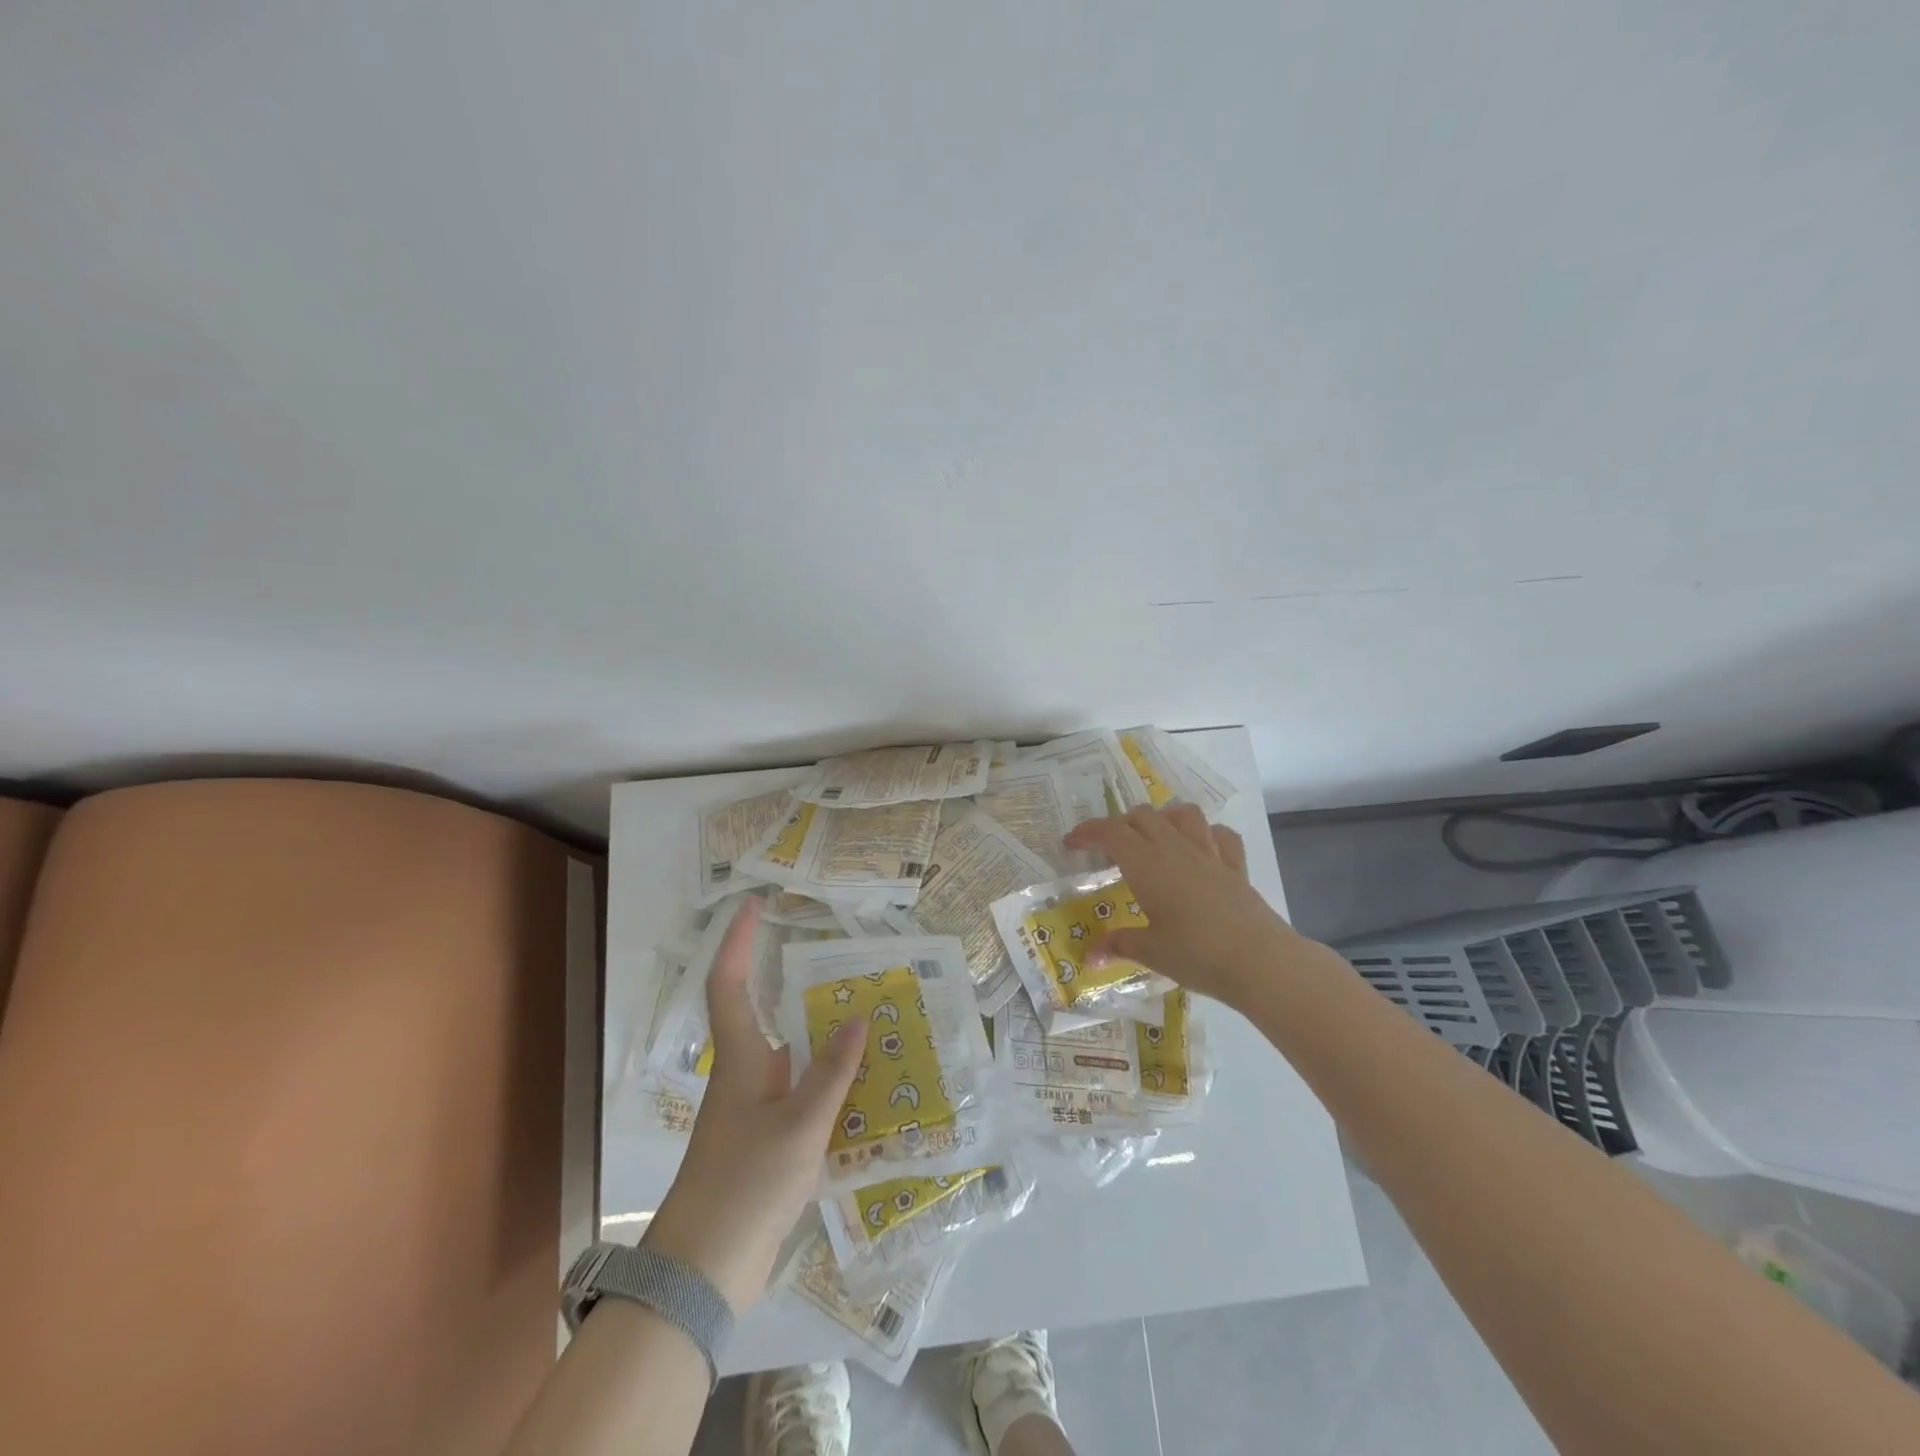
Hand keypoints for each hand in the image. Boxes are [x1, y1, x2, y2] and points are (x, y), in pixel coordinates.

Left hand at [642, 897, 865, 1310]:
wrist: (703, 1273)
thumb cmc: (745, 1183)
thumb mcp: (799, 1125)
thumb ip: (831, 1073)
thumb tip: (858, 1019)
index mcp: (741, 1059)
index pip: (729, 985)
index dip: (736, 942)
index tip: (752, 905)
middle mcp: (745, 1076)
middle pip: (770, 1016)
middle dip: (804, 988)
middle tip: (850, 969)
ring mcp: (755, 1112)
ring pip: (794, 1060)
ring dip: (827, 1042)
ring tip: (875, 1026)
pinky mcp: (766, 1145)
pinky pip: (803, 1098)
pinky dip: (832, 1087)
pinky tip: (868, 1094)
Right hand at [1062, 805, 1333, 1015]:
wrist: (1259, 961)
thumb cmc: (1196, 954)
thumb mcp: (1150, 952)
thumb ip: (1118, 945)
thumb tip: (1090, 956)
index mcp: (1146, 864)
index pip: (1110, 832)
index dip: (1087, 831)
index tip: (1071, 843)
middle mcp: (1175, 848)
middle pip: (1142, 816)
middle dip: (1120, 825)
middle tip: (1108, 850)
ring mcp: (1209, 853)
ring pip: (1182, 814)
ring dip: (1163, 818)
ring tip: (1153, 838)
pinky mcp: (1235, 866)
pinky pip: (1221, 835)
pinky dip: (1206, 834)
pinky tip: (1200, 849)